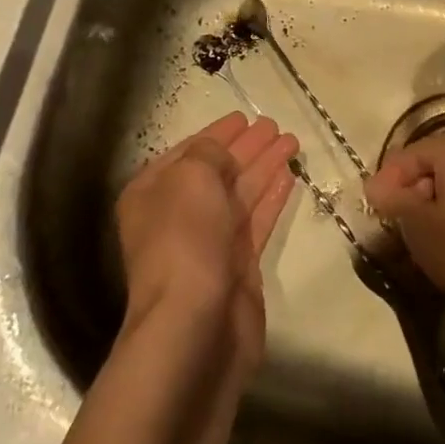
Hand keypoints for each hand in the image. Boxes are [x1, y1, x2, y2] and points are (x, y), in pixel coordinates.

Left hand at [117, 113, 297, 378]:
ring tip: (292, 141)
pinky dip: (272, 197)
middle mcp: (178, 216)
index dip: (216, 133)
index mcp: (152, 193)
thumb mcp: (191, 177)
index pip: (188, 152)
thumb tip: (224, 152)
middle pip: (217, 172)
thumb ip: (209, 153)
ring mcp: (208, 243)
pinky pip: (257, 220)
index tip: (244, 116)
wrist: (193, 326)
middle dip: (245, 148)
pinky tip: (289, 176)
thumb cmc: (184, 240)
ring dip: (264, 166)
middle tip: (274, 126)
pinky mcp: (238, 266)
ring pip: (240, 194)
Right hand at [364, 130, 444, 326]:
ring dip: (425, 211)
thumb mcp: (419, 223)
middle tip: (390, 223)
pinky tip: (439, 249)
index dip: (386, 179)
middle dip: (406, 194)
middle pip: (428, 170)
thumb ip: (393, 199)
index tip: (373, 208)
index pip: (408, 154)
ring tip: (411, 239)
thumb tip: (373, 185)